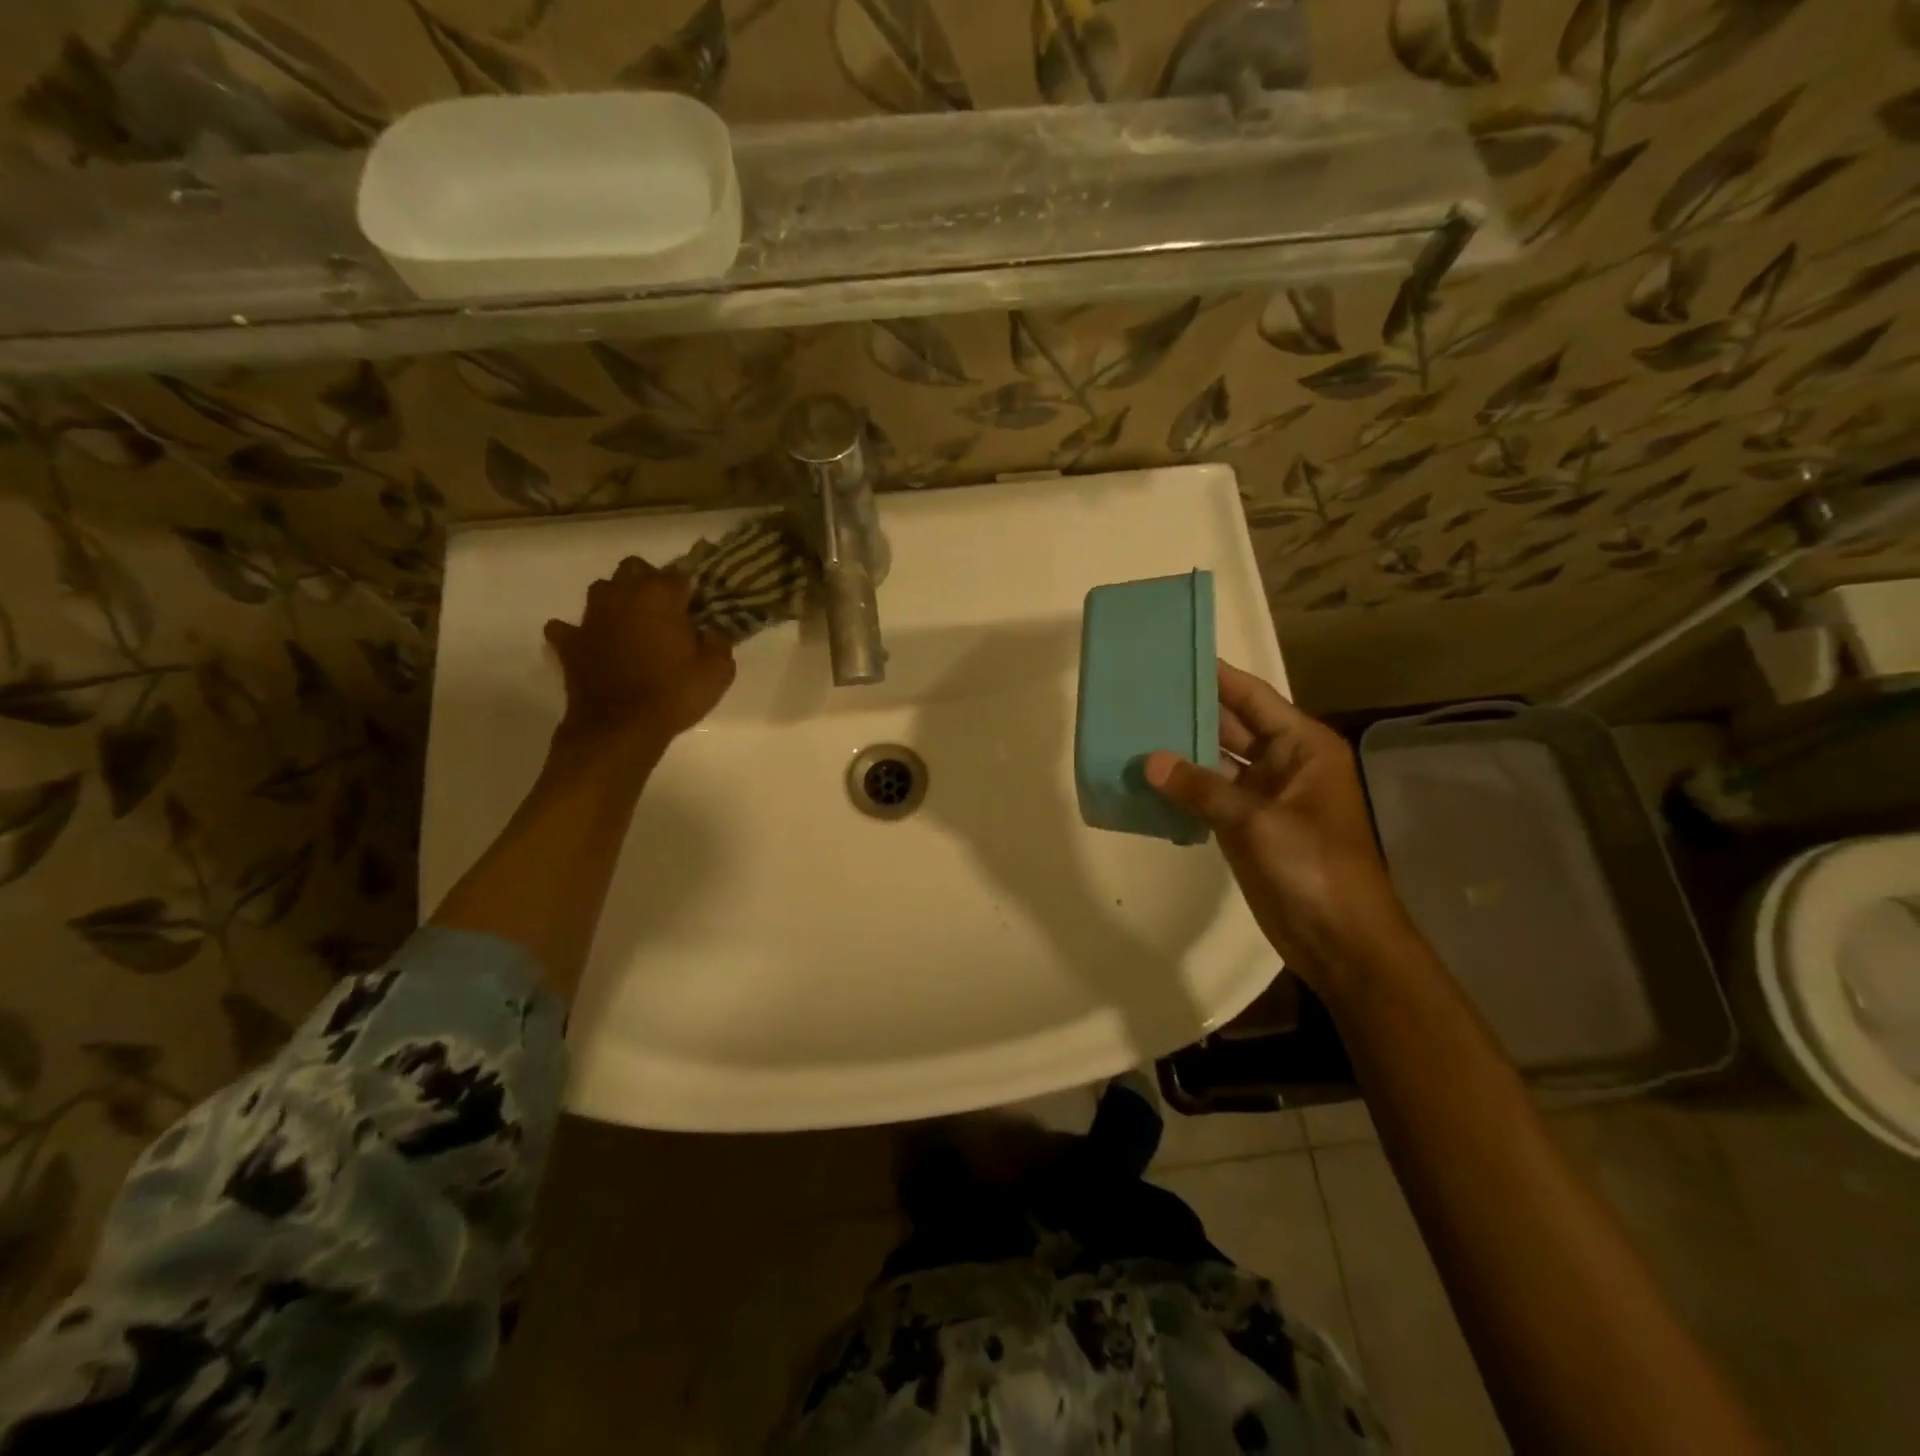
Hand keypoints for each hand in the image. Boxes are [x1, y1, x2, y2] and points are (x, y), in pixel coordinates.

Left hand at [544, 557, 735, 748]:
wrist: (620, 728)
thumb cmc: (673, 695)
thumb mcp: (717, 671)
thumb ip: (719, 642)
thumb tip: (714, 630)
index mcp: (660, 595)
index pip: (680, 574)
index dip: (692, 589)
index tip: (700, 606)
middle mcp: (622, 595)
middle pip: (634, 568)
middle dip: (650, 582)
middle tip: (666, 610)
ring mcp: (591, 617)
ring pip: (602, 589)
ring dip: (617, 600)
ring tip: (632, 623)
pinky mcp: (569, 642)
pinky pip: (568, 627)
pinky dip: (579, 632)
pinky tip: (592, 643)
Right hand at [1145, 662, 1414, 988]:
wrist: (1339, 939)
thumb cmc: (1312, 867)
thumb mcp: (1257, 822)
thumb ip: (1201, 787)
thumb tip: (1149, 760)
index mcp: (1304, 747)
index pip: (1254, 698)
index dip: (1217, 676)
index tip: (1176, 654)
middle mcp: (1284, 763)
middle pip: (1232, 726)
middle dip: (1192, 711)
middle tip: (1142, 691)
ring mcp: (1264, 796)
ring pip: (1217, 761)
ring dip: (1182, 751)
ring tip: (1134, 729)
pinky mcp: (1246, 825)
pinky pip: (1209, 795)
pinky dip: (1182, 788)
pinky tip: (1147, 779)